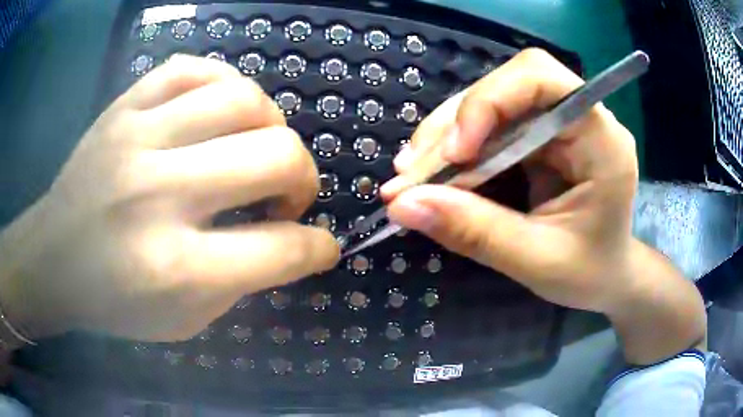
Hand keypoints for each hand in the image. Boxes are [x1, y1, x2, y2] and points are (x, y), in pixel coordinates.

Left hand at [0, 55, 338, 344]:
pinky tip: (222, 110)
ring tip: (259, 146)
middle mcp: (156, 192)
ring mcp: (136, 136)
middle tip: (289, 196)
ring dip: (272, 126)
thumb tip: (291, 243)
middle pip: (275, 155)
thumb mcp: (184, 320)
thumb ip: (241, 283)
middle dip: (305, 179)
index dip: (317, 249)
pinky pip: (193, 68)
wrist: (53, 258)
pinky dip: (224, 83)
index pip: (279, 249)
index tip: (323, 248)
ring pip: (242, 98)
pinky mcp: (123, 106)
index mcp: (173, 266)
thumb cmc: (113, 301)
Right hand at [382, 48, 638, 312]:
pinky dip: (454, 151)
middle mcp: (579, 118)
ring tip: (410, 178)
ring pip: (488, 106)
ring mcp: (555, 126)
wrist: (606, 277)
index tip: (455, 153)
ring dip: (444, 138)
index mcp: (601, 140)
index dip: (491, 100)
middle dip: (453, 127)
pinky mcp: (537, 139)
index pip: (542, 78)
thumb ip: (477, 232)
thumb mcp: (537, 261)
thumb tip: (403, 206)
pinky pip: (488, 130)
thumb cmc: (589, 273)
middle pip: (505, 89)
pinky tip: (431, 174)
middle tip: (410, 175)